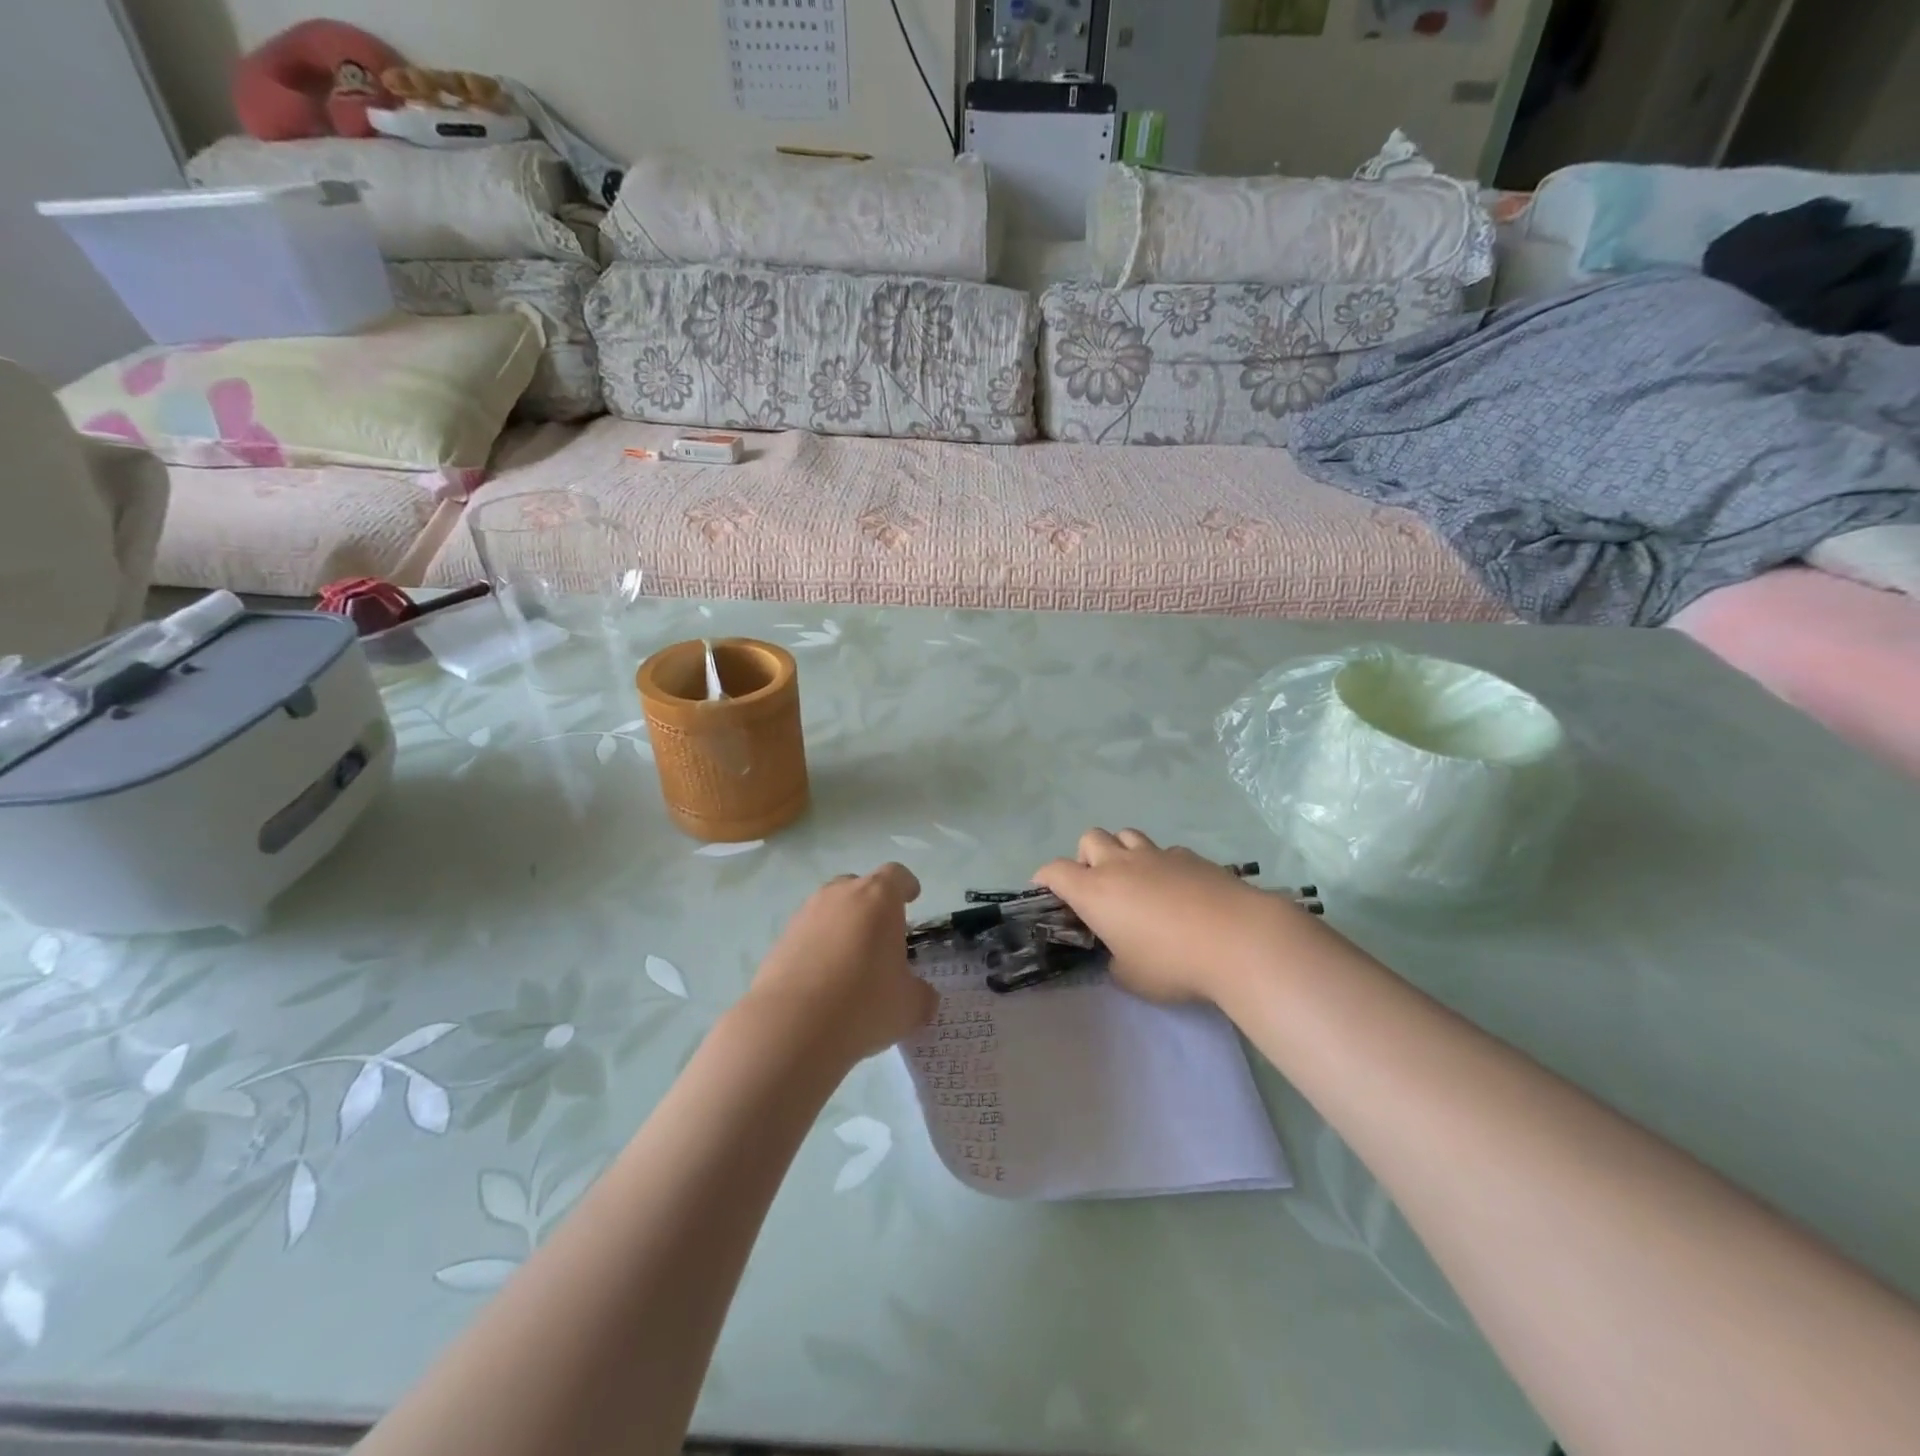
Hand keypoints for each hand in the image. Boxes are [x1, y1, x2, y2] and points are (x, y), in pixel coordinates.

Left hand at [743, 864, 938, 1061]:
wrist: (790, 1026)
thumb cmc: (863, 1003)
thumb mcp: (909, 1006)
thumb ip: (921, 994)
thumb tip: (922, 996)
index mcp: (878, 898)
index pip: (896, 875)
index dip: (906, 886)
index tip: (912, 898)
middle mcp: (839, 895)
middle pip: (859, 887)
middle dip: (872, 906)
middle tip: (882, 938)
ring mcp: (805, 915)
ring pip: (830, 910)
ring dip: (842, 927)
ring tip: (851, 963)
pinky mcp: (779, 940)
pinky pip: (807, 934)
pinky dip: (818, 948)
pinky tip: (823, 981)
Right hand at [1033, 829, 1314, 1005]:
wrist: (1238, 939)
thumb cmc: (1173, 964)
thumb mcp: (1132, 977)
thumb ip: (1115, 961)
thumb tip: (1118, 954)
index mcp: (1095, 892)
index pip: (1055, 871)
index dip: (1045, 878)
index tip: (1045, 891)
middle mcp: (1120, 864)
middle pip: (1089, 839)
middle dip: (1086, 857)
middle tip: (1097, 885)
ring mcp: (1157, 855)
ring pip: (1127, 835)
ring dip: (1121, 851)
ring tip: (1134, 879)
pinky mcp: (1190, 857)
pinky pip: (1164, 851)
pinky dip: (1160, 864)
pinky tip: (1176, 889)